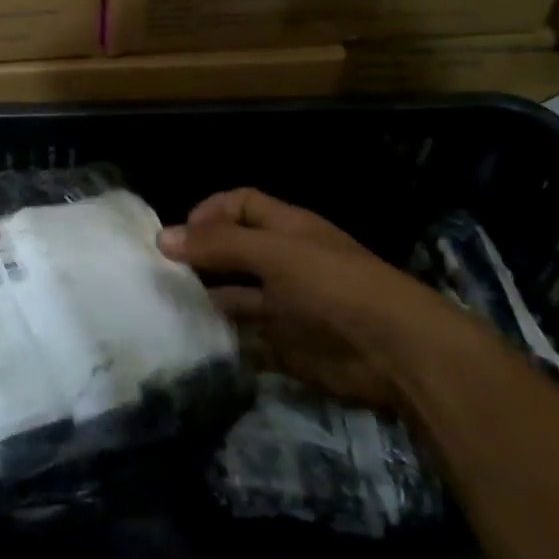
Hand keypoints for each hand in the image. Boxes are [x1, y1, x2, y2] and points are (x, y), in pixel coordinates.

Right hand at [158, 188, 471, 411]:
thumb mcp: (274, 253)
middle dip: (200, 258)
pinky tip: (198, 339)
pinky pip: (247, 338)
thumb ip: (218, 244)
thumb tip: (162, 237)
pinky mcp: (287, 345)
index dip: (209, 212)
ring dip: (207, 299)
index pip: (240, 205)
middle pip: (233, 251)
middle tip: (161, 273)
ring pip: (235, 295)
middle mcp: (284, 262)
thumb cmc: (334, 285)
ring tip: (170, 307)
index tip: (179, 235)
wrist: (396, 353)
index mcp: (286, 229)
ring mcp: (285, 305)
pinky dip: (224, 338)